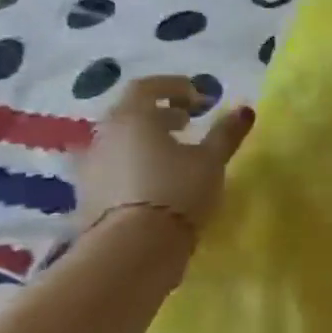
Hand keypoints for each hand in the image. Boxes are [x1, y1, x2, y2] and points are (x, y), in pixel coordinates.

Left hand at [75, 76, 252, 235]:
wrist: (134, 246)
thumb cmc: (178, 191)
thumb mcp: (212, 160)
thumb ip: (226, 132)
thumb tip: (245, 109)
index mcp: (133, 118)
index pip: (147, 87)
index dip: (174, 87)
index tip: (199, 98)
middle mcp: (104, 134)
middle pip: (130, 113)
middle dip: (159, 113)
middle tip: (187, 124)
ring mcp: (90, 164)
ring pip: (119, 140)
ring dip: (144, 140)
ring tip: (171, 154)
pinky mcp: (87, 193)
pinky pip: (111, 166)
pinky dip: (132, 163)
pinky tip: (153, 180)